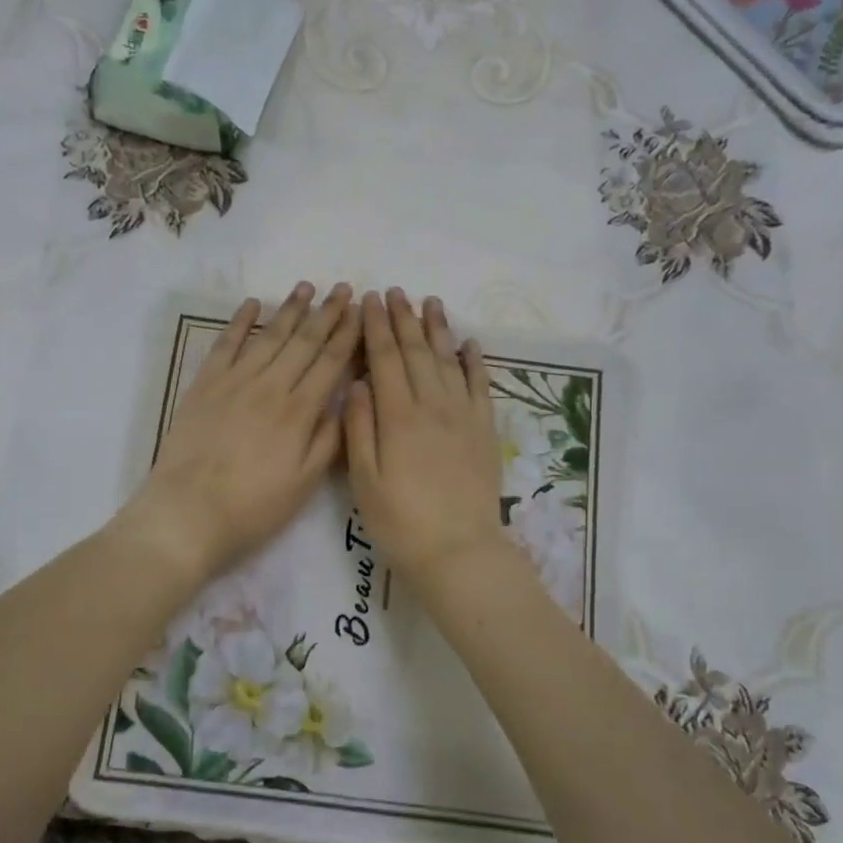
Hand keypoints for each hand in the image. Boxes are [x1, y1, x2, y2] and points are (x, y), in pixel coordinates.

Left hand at [123, 283, 359, 584]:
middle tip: (342, 288)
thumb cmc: (253, 506)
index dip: (348, 335)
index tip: (360, 311)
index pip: (330, 362)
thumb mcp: (305, 483)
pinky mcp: (205, 385)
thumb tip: (346, 399)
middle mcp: (270, 386)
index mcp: (299, 411)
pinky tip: (252, 304)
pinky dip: (240, 322)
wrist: (188, 512)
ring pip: (269, 336)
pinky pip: (226, 344)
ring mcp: (235, 381)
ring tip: (306, 287)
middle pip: (304, 342)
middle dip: (326, 313)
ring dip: (290, 310)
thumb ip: (328, 439)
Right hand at [344, 289, 505, 585]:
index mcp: (398, 417)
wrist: (458, 551)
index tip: (369, 301)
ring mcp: (463, 416)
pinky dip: (475, 362)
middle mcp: (432, 407)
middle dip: (403, 319)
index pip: (384, 360)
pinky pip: (481, 386)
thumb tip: (357, 383)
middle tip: (395, 291)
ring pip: (448, 361)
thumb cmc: (400, 521)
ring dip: (438, 329)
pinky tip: (469, 342)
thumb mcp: (364, 480)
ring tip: (430, 302)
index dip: (375, 328)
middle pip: (416, 352)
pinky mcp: (484, 431)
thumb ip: (359, 427)